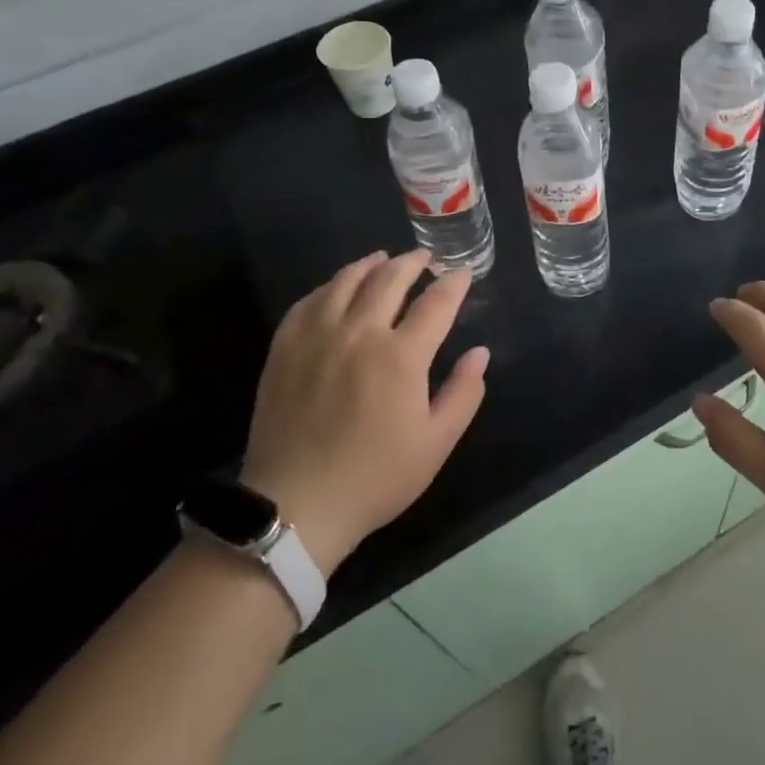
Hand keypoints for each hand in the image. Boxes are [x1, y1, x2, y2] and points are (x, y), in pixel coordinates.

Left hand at [240, 250, 488, 577]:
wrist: (296, 506)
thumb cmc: (375, 478)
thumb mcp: (435, 444)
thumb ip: (463, 393)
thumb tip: (480, 353)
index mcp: (401, 356)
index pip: (435, 303)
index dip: (453, 284)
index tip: (462, 274)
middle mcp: (359, 333)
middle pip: (389, 279)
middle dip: (413, 262)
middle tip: (425, 258)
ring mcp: (317, 336)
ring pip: (346, 281)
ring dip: (370, 264)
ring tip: (382, 259)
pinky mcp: (284, 348)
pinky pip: (308, 301)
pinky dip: (328, 287)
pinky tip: (335, 289)